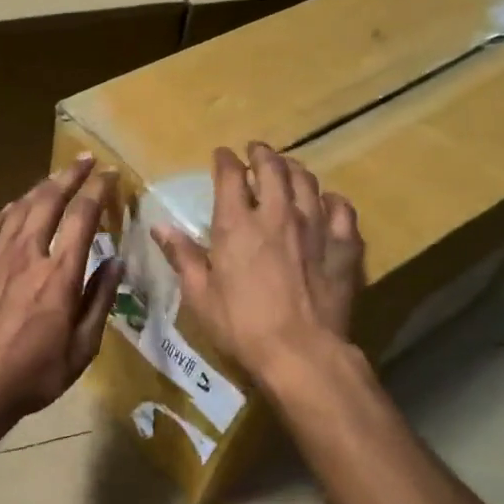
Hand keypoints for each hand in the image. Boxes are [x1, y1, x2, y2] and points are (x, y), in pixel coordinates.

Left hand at [0, 155, 123, 434]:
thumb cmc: (35, 374)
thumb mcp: (82, 347)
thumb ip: (100, 301)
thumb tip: (116, 261)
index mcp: (60, 275)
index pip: (83, 218)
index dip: (99, 191)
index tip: (111, 175)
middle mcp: (29, 256)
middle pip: (49, 202)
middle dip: (70, 176)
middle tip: (86, 160)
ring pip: (19, 210)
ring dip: (40, 188)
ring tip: (55, 178)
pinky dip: (5, 212)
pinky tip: (14, 208)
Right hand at [152, 142, 362, 385]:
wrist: (301, 352)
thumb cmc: (241, 325)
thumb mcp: (200, 295)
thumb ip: (182, 256)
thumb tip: (160, 227)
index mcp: (237, 225)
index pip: (230, 176)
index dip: (225, 160)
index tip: (222, 155)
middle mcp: (278, 215)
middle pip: (273, 168)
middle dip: (262, 154)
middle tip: (256, 151)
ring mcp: (315, 227)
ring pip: (307, 182)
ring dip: (294, 170)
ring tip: (288, 168)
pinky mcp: (343, 247)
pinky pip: (342, 210)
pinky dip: (331, 200)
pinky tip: (327, 201)